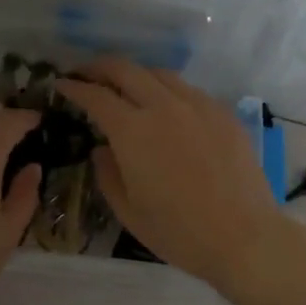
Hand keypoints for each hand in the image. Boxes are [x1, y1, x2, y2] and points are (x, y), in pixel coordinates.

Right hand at [57, 58, 285, 289]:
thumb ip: (107, 174)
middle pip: (126, 70)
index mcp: (133, 131)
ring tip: (126, 87)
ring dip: (135, 75)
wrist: (243, 237)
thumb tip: (102, 150)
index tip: (62, 85)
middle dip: (100, 67)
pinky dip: (168, 90)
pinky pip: (189, 90)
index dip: (75, 88)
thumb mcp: (128, 210)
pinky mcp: (223, 114)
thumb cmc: (178, 231)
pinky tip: (168, 108)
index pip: (96, 96)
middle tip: (86, 73)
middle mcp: (164, 107)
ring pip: (160, 74)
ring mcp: (198, 106)